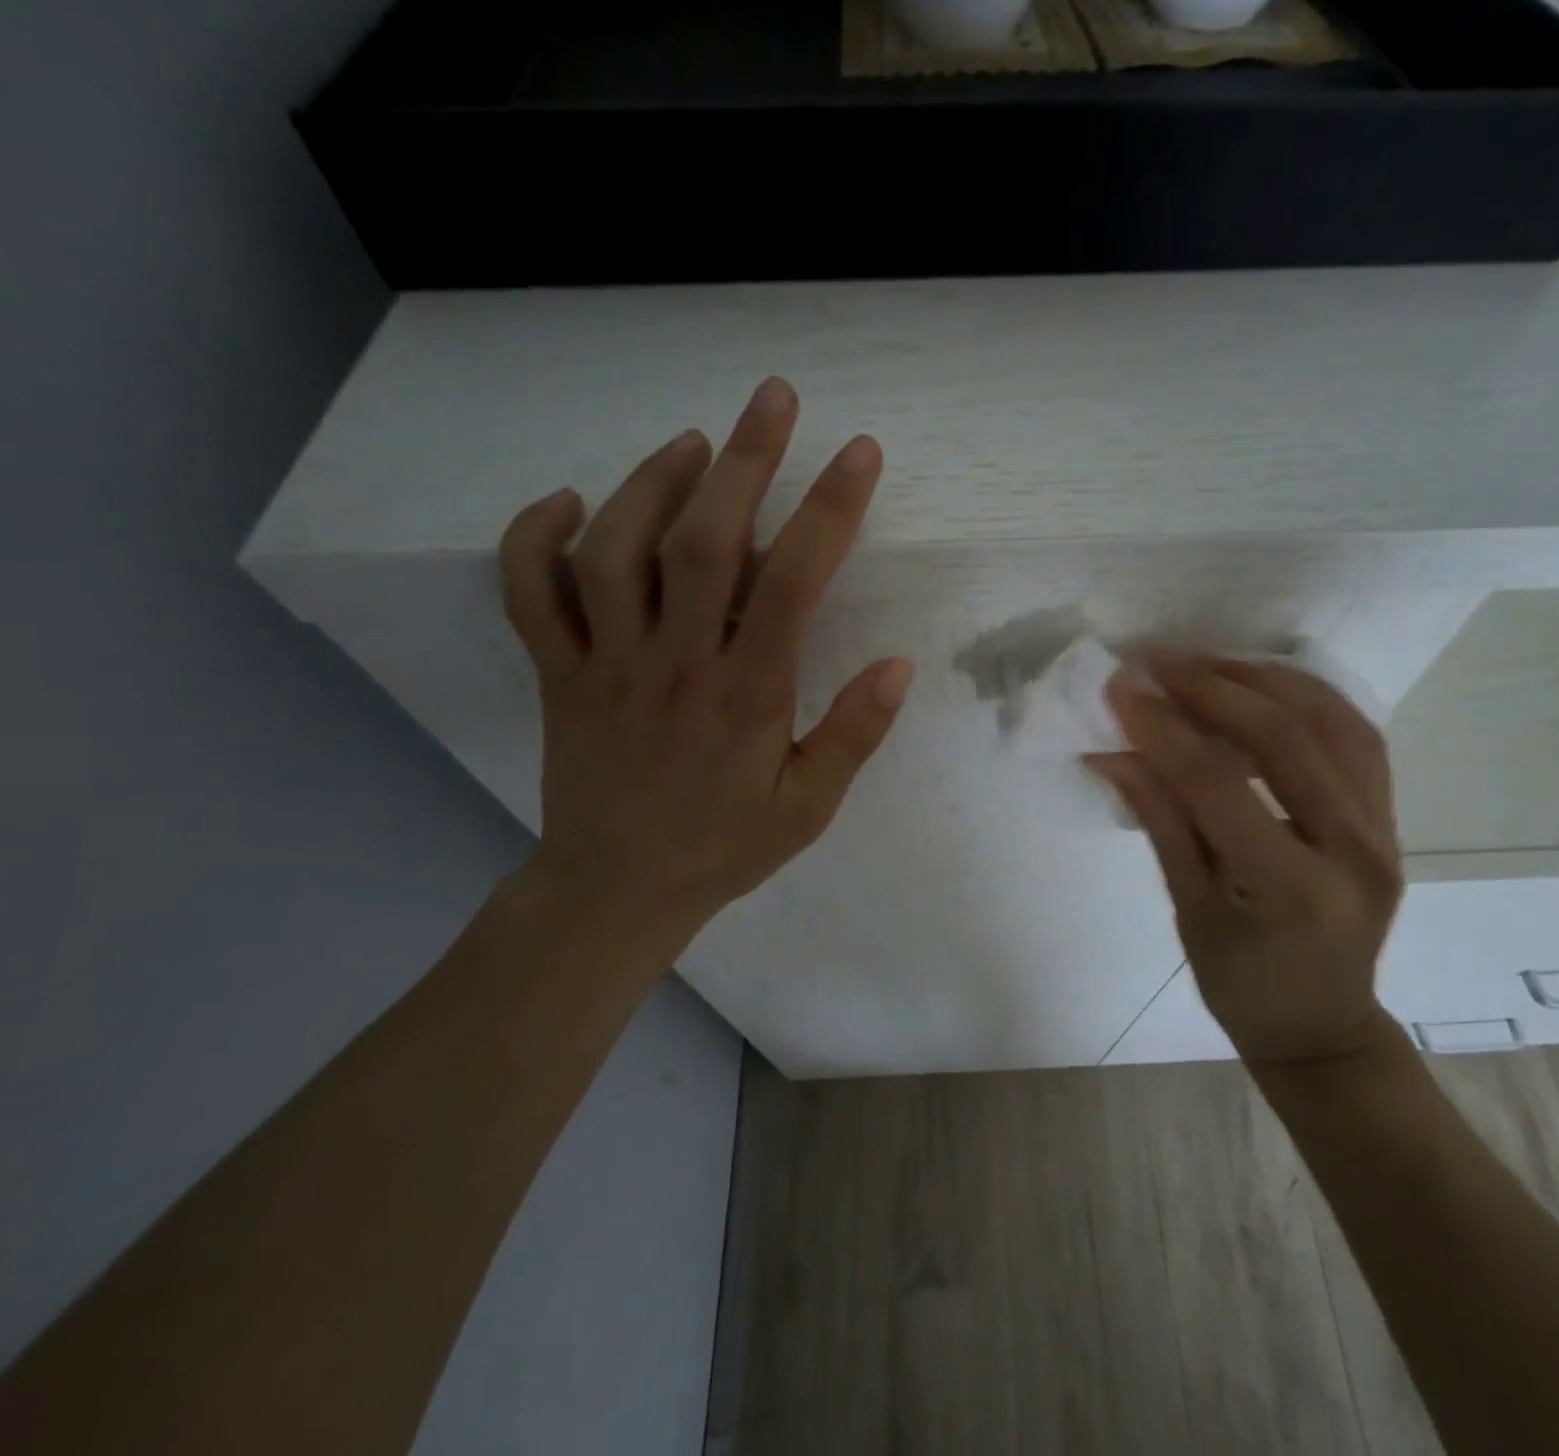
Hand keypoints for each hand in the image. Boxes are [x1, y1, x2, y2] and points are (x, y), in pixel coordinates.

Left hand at [497, 377, 912, 944]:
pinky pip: (528, 596)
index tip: (859, 454)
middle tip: (773, 398)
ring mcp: (605, 666)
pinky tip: (569, 501)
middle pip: (703, 543)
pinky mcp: (557, 675)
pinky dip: (534, 538)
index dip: (828, 511)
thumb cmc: (725, 847)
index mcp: (746, 697)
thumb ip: (852, 737)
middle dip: (745, 461)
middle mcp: (674, 665)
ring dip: (652, 483)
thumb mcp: (808, 809)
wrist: (619, 889)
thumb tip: (898, 665)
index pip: (793, 585)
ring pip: (614, 552)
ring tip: (693, 442)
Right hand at [1089, 653, 1403, 1065]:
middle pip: (1285, 737)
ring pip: (1331, 721)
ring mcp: (1383, 830)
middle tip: (1158, 660)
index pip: (1220, 784)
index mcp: (1292, 890)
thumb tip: (1111, 751)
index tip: (1121, 689)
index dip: (1165, 730)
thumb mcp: (1187, 909)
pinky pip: (1355, 735)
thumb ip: (1158, 820)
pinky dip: (1308, 697)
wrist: (1322, 1027)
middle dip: (1213, 687)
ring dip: (1263, 679)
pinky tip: (1263, 683)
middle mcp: (1352, 850)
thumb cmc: (1242, 986)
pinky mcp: (1390, 817)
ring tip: (1204, 662)